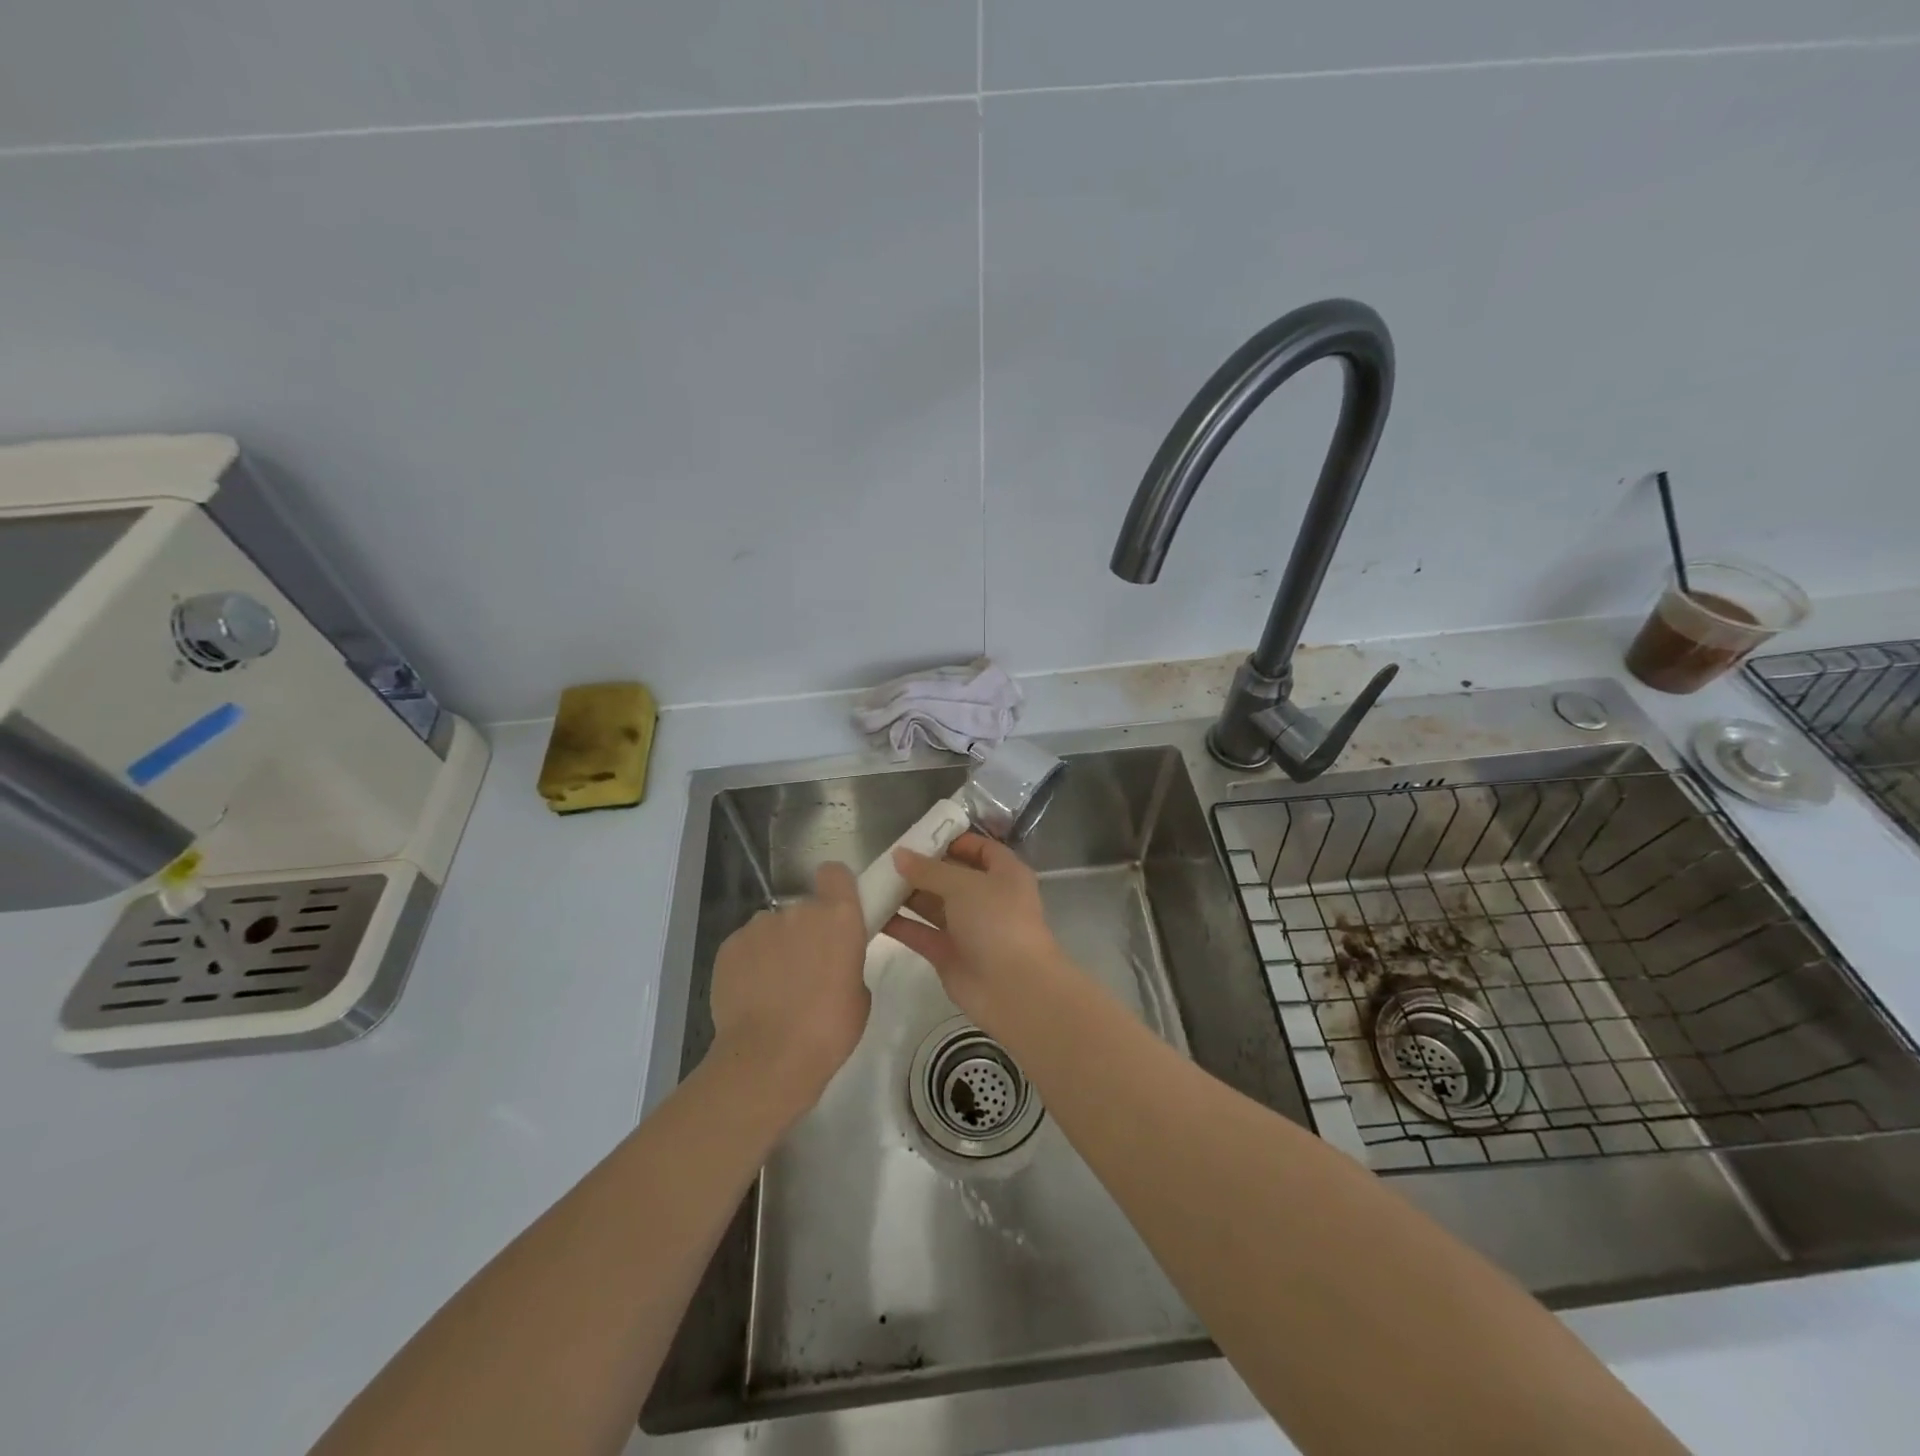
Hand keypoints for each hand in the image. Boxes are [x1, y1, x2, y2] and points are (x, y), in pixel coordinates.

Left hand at [708, 863, 869, 1114]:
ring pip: (772, 928)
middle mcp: (798, 910)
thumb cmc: (829, 1030)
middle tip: (808, 968)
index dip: (835, 888)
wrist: (769, 1058)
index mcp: (839, 917)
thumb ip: (846, 963)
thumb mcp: (859, 994)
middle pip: (803, 908)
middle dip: (806, 930)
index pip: (835, 873)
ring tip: (774, 988)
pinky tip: (751, 996)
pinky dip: (750, 963)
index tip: (837, 911)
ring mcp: (759, 926)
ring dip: (776, 947)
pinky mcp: (729, 946)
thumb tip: (830, 964)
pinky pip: (746, 946)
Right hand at [883, 833, 1063, 1026]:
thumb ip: (929, 870)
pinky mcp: (949, 954)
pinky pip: (921, 933)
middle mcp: (987, 898)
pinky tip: (873, 913)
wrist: (1013, 988)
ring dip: (907, 895)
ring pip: (934, 905)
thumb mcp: (964, 885)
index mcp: (1005, 874)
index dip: (954, 840)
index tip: (921, 836)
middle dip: (922, 868)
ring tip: (874, 882)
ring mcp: (968, 928)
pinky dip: (900, 924)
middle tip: (887, 859)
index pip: (981, 849)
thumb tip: (898, 855)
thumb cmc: (997, 922)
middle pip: (952, 876)